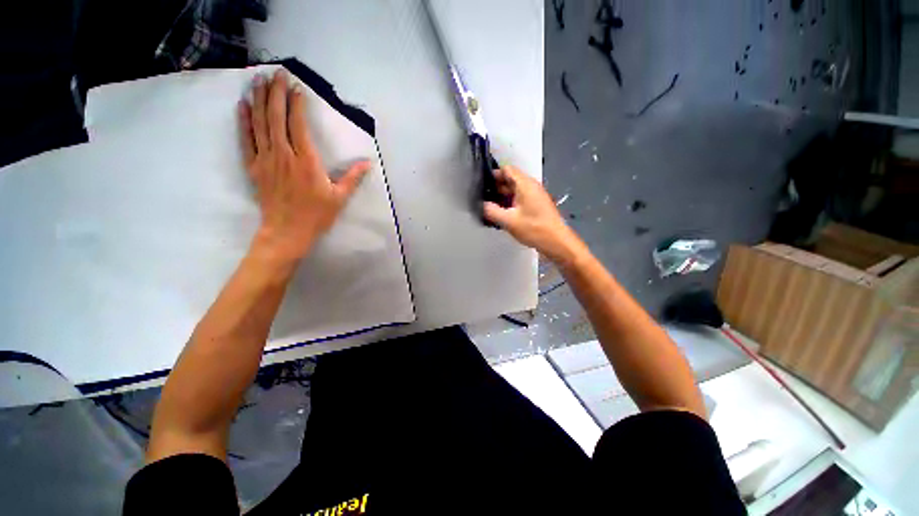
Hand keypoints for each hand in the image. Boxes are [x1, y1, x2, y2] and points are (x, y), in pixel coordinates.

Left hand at [239, 69, 368, 264]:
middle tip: (276, 73)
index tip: (297, 88)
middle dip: (276, 93)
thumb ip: (353, 178)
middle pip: (276, 118)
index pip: (298, 125)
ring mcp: (265, 159)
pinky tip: (243, 105)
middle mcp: (283, 155)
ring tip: (259, 80)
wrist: (287, 232)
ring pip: (260, 123)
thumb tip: (368, 163)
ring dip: (260, 100)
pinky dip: (244, 121)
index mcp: (306, 161)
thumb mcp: (339, 198)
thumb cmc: (316, 215)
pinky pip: (246, 139)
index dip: (297, 104)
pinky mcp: (254, 167)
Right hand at [483, 165, 586, 266]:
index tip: (481, 184)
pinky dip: (509, 204)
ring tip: (488, 207)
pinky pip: (519, 200)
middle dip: (495, 188)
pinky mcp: (535, 206)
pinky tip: (500, 215)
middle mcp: (530, 187)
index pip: (507, 170)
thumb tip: (482, 205)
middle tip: (482, 198)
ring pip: (514, 191)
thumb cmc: (534, 228)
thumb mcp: (509, 221)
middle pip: (510, 180)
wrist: (556, 242)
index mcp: (525, 184)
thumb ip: (492, 211)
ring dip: (502, 198)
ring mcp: (534, 197)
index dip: (493, 175)